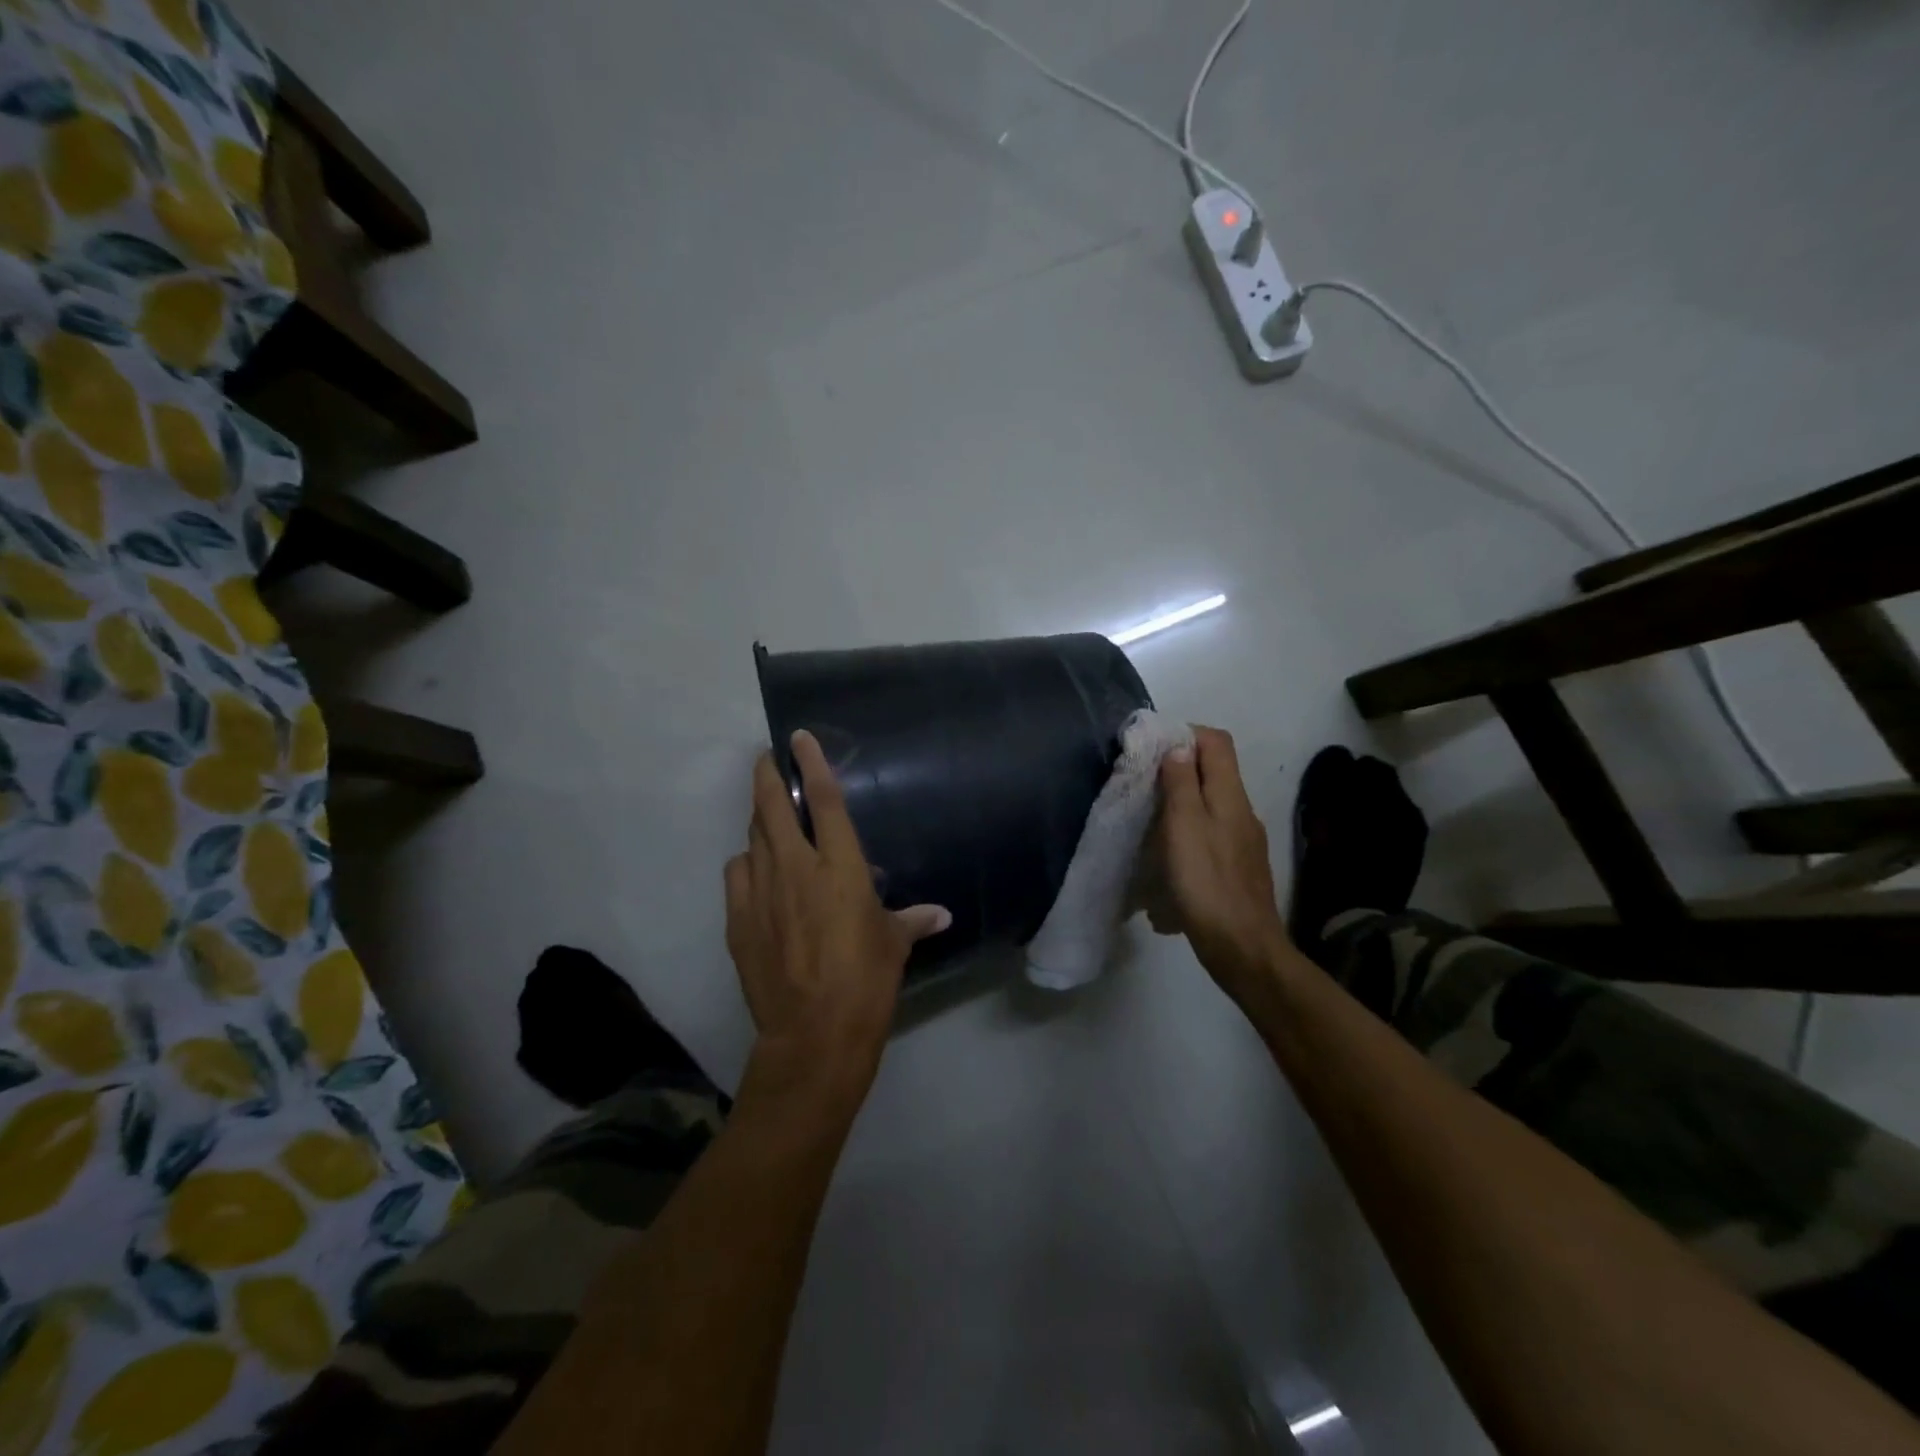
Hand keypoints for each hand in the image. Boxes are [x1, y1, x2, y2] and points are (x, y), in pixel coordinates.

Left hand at [725, 730, 950, 1107]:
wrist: (813, 1035)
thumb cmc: (866, 982)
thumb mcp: (894, 946)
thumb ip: (913, 920)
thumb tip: (941, 914)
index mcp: (840, 866)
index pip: (822, 799)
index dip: (810, 762)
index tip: (798, 737)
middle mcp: (795, 868)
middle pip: (770, 805)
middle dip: (766, 775)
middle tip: (767, 760)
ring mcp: (760, 892)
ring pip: (751, 837)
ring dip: (759, 822)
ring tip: (768, 822)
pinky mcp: (737, 920)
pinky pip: (737, 874)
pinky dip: (747, 864)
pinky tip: (756, 874)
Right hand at [1154, 726, 1290, 1008]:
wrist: (1242, 947)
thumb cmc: (1207, 882)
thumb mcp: (1184, 826)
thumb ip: (1182, 783)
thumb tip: (1179, 745)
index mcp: (1231, 795)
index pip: (1217, 741)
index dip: (1185, 733)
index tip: (1151, 748)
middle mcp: (1242, 811)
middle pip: (1214, 770)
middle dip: (1178, 767)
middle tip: (1142, 780)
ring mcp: (1243, 841)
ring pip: (1211, 802)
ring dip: (1181, 800)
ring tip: (1148, 816)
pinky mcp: (1237, 866)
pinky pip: (1211, 832)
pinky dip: (1188, 830)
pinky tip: (1168, 855)